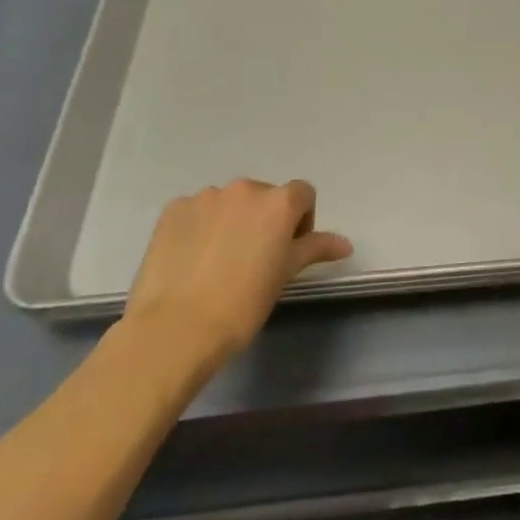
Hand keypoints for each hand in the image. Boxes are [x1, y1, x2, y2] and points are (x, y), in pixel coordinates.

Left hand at [119, 179, 352, 379]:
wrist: (175, 330)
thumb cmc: (242, 305)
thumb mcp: (285, 275)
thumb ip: (315, 249)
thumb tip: (346, 244)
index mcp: (278, 202)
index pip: (303, 194)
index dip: (301, 220)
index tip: (288, 250)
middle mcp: (245, 189)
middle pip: (264, 196)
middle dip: (264, 220)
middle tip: (254, 259)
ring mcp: (206, 197)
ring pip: (229, 203)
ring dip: (231, 221)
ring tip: (218, 261)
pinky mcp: (173, 210)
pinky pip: (196, 211)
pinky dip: (199, 227)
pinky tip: (192, 259)